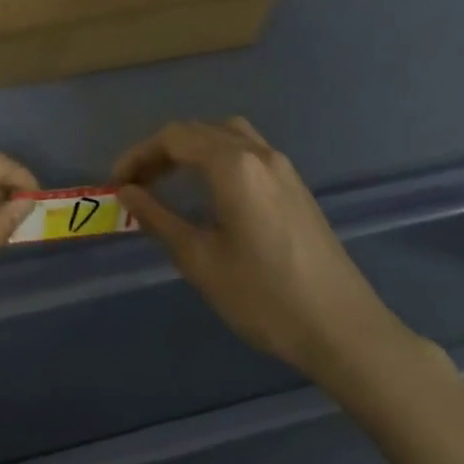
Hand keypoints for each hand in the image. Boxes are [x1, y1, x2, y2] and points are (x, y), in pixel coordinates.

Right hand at [113, 118, 416, 384]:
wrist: (346, 332)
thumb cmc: (265, 298)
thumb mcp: (200, 261)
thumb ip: (158, 219)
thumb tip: (127, 192)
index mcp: (232, 167)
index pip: (173, 139)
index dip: (139, 154)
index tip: (118, 182)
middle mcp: (258, 155)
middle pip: (198, 130)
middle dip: (161, 151)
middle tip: (137, 183)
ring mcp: (282, 168)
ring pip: (226, 134)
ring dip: (192, 147)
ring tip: (170, 178)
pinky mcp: (296, 186)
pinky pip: (247, 150)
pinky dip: (217, 155)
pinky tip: (210, 190)